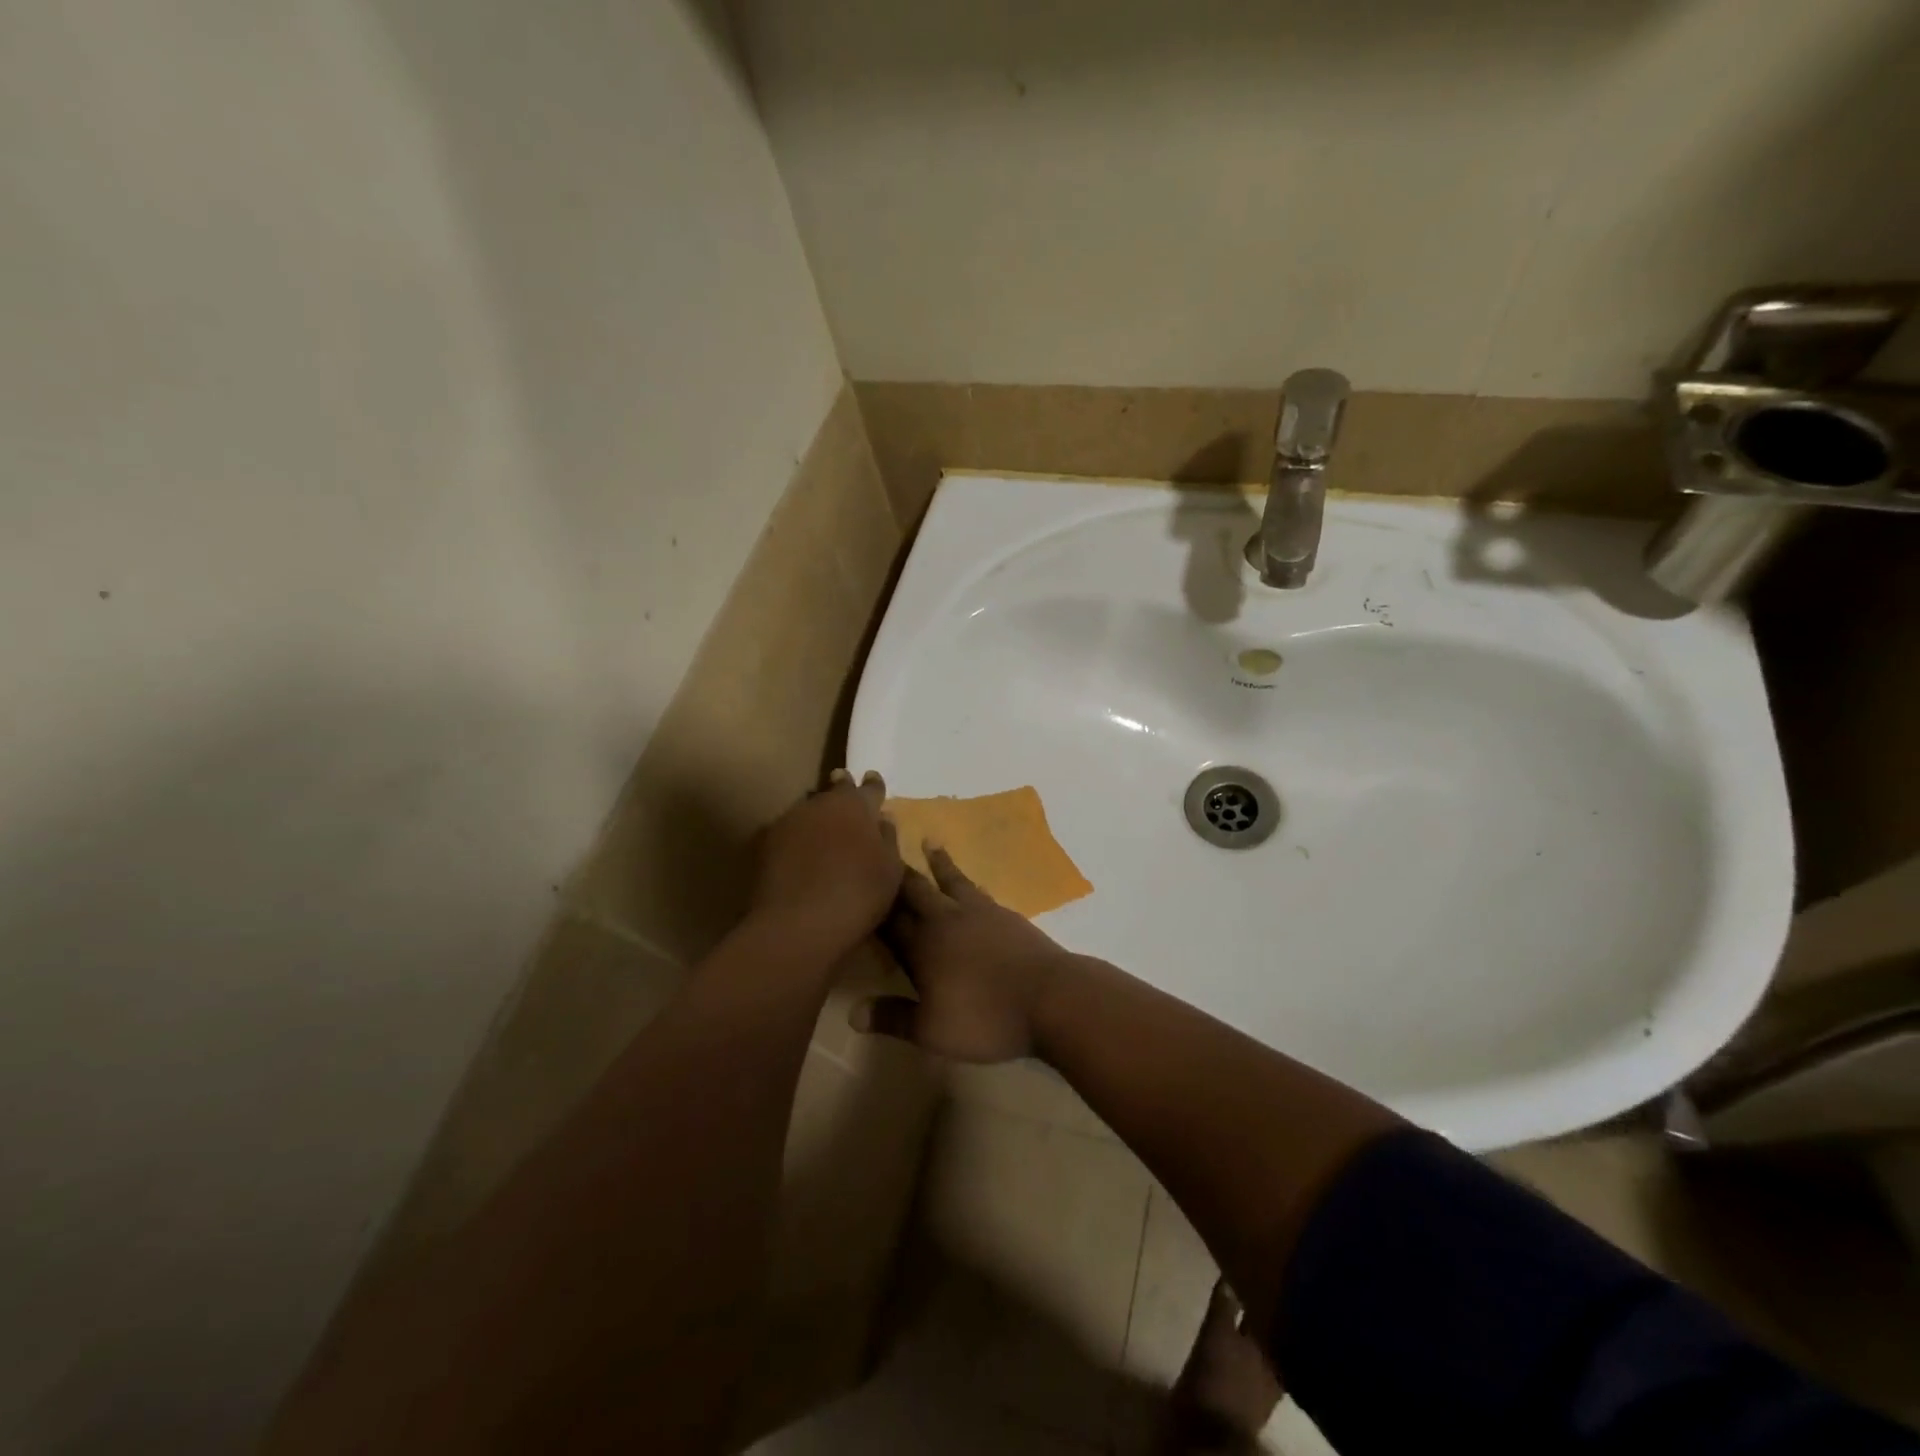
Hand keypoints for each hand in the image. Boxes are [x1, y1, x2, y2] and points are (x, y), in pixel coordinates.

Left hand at [751, 769, 901, 952]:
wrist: (799, 923)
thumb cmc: (858, 894)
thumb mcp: (890, 870)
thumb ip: (888, 839)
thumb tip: (882, 819)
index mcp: (856, 806)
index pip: (869, 788)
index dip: (874, 785)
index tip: (873, 778)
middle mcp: (822, 804)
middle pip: (834, 790)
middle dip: (841, 789)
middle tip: (844, 787)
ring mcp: (791, 821)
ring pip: (809, 808)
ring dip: (818, 815)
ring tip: (823, 826)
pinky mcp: (767, 843)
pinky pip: (789, 831)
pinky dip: (798, 836)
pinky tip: (800, 850)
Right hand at [852, 844, 1074, 1062]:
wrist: (1050, 998)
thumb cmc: (985, 1019)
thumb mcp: (931, 1030)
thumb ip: (893, 1017)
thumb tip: (852, 1013)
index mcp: (922, 946)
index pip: (888, 919)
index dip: (872, 902)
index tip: (855, 876)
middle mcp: (945, 920)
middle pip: (915, 889)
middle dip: (897, 865)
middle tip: (884, 833)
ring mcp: (979, 913)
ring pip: (950, 881)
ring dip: (938, 862)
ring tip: (929, 841)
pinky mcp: (1006, 915)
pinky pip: (979, 890)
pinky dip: (968, 881)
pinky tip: (971, 882)